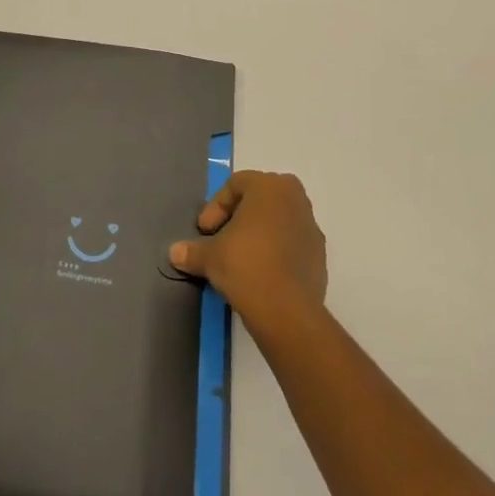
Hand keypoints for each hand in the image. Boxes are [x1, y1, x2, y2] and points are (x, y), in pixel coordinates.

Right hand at [168, 170, 326, 327]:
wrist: (287, 311)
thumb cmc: (246, 265)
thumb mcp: (210, 256)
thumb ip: (192, 250)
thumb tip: (174, 253)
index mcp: (270, 186)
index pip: (236, 185)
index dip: (215, 207)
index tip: (204, 232)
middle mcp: (295, 198)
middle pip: (260, 199)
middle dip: (239, 216)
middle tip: (222, 238)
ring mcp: (311, 226)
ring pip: (278, 220)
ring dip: (259, 234)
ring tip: (240, 259)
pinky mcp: (320, 255)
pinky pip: (292, 243)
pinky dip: (276, 252)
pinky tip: (261, 274)